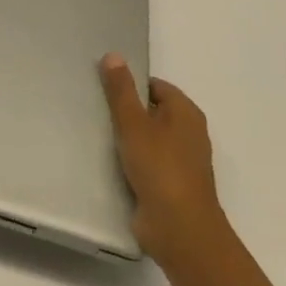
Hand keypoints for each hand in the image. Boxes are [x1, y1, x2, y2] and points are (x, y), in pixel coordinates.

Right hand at [98, 55, 226, 264]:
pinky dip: (132, 161)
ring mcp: (182, 162)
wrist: (179, 230)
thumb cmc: (159, 168)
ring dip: (128, 138)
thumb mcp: (133, 122)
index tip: (103, 89)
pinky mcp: (171, 186)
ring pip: (149, 139)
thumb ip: (121, 90)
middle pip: (152, 112)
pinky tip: (109, 162)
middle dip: (127, 111)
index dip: (131, 85)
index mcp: (186, 113)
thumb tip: (114, 55)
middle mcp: (189, 134)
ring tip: (97, 134)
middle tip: (96, 109)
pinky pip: (147, 163)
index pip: (155, 86)